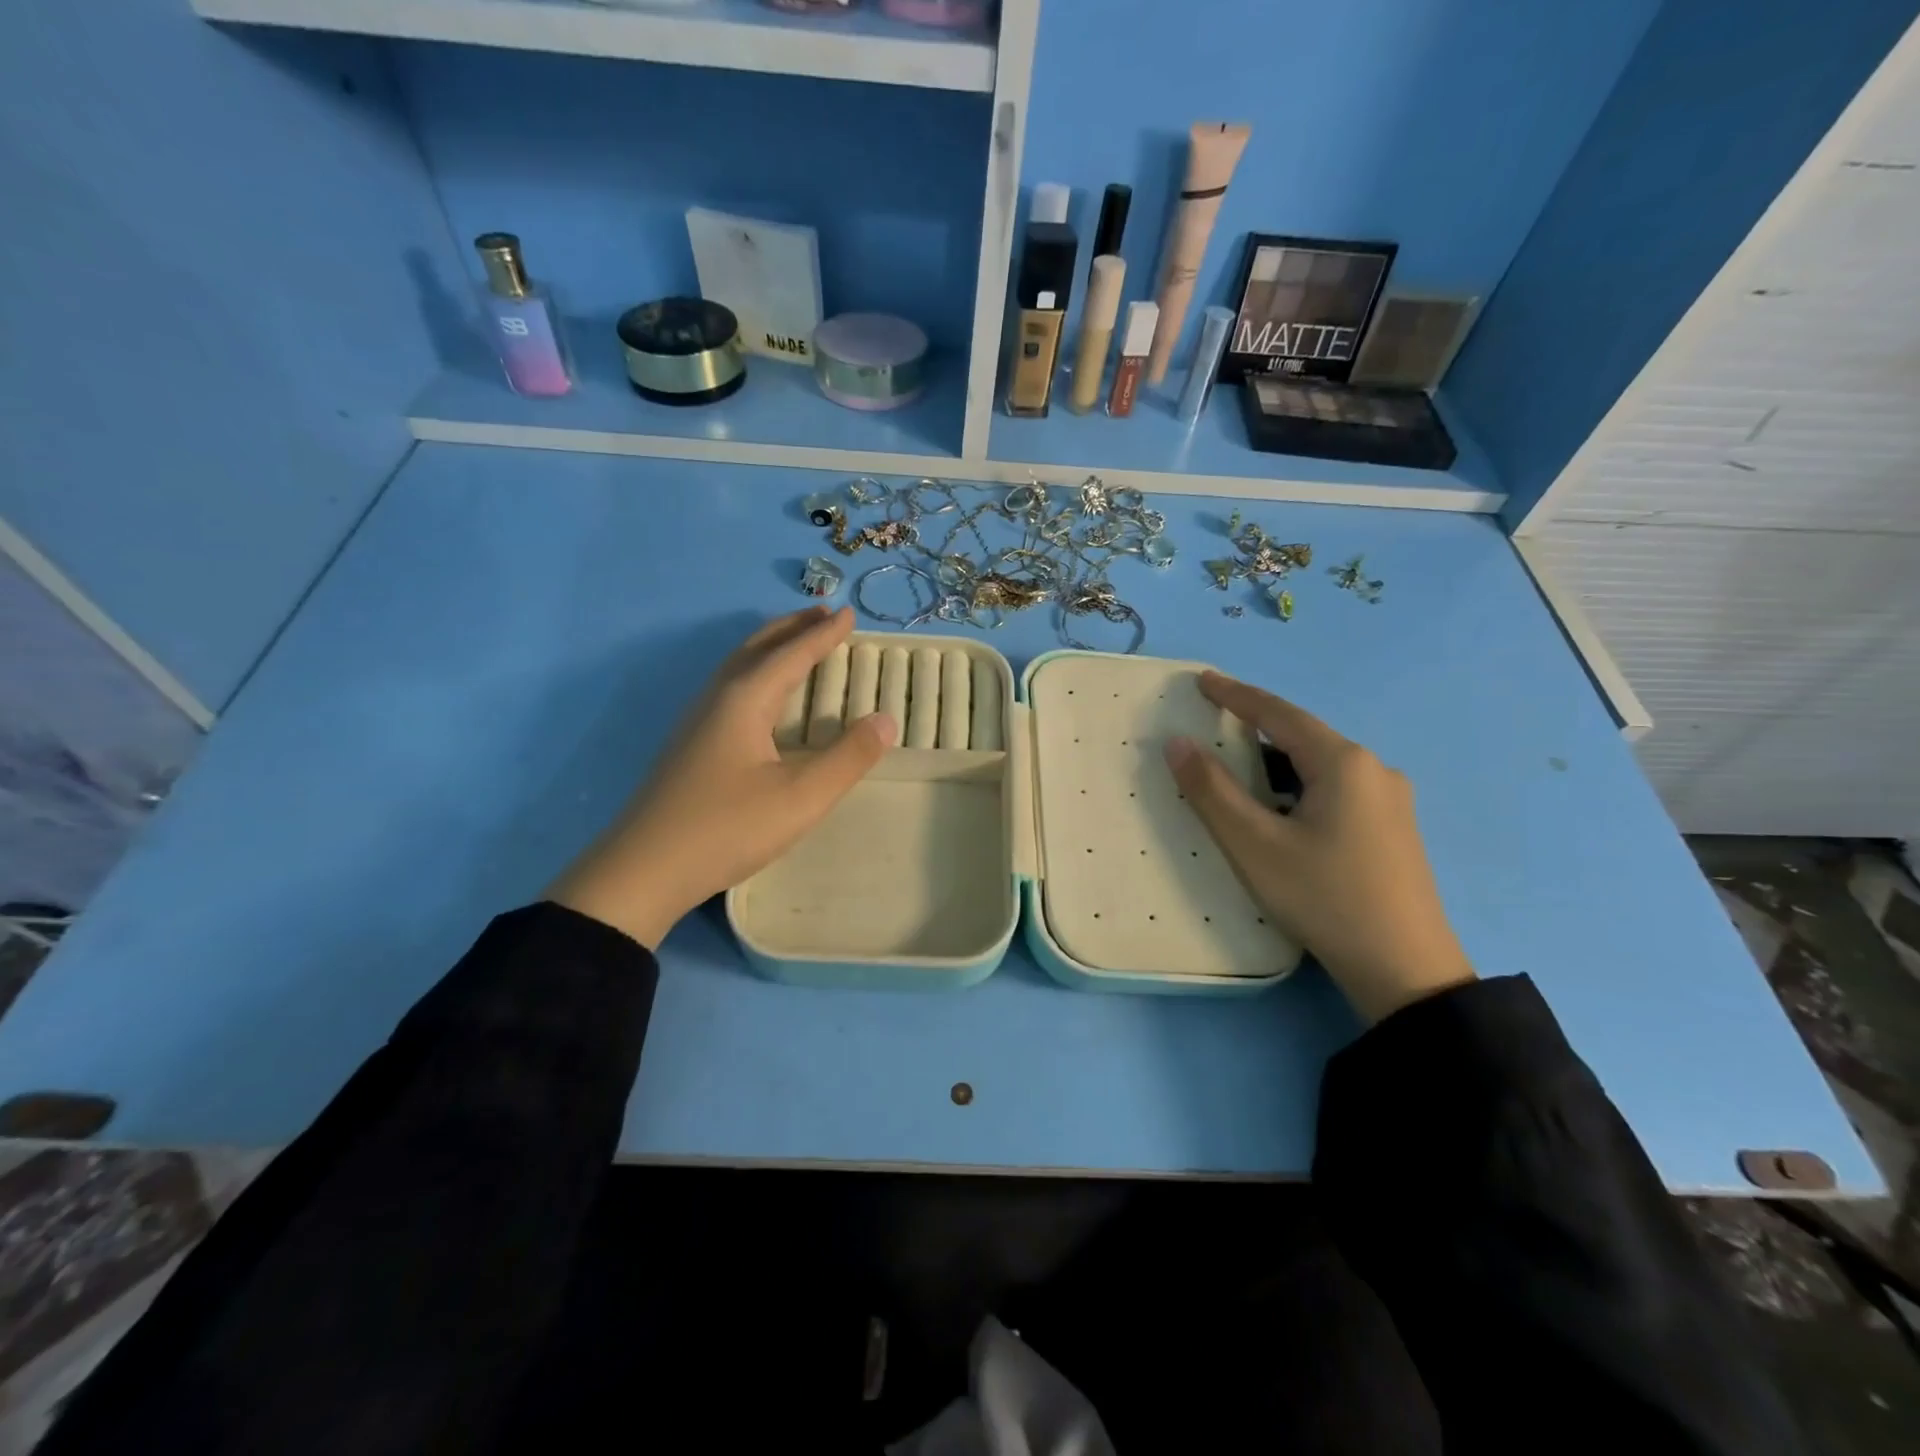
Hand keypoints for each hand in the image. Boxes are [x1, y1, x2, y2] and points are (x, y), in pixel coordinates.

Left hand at [549, 606, 895, 948]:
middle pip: (758, 648)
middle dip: (793, 628)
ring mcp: (696, 721)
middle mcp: (717, 698)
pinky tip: (760, 698)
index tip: (849, 613)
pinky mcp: (689, 745)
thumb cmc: (728, 828)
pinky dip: (756, 672)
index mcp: (745, 700)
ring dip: (771, 647)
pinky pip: (730, 688)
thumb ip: (848, 758)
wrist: (643, 870)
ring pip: (738, 666)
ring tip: (796, 643)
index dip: (824, 635)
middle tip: (824, 613)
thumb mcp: (801, 797)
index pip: (792, 654)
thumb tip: (886, 720)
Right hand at [1164, 672, 1473, 1022]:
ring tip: (1238, 773)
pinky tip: (1280, 812)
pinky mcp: (1394, 831)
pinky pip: (1336, 791)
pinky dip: (1298, 788)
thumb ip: (1211, 790)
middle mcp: (1374, 771)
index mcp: (1343, 763)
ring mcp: (1390, 802)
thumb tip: (1178, 743)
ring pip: (1319, 767)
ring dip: (1276, 764)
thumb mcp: (1254, 844)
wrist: (1405, 970)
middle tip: (1214, 727)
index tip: (1202, 680)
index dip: (1236, 695)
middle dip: (1256, 729)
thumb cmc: (1323, 897)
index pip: (1278, 713)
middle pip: (1303, 738)